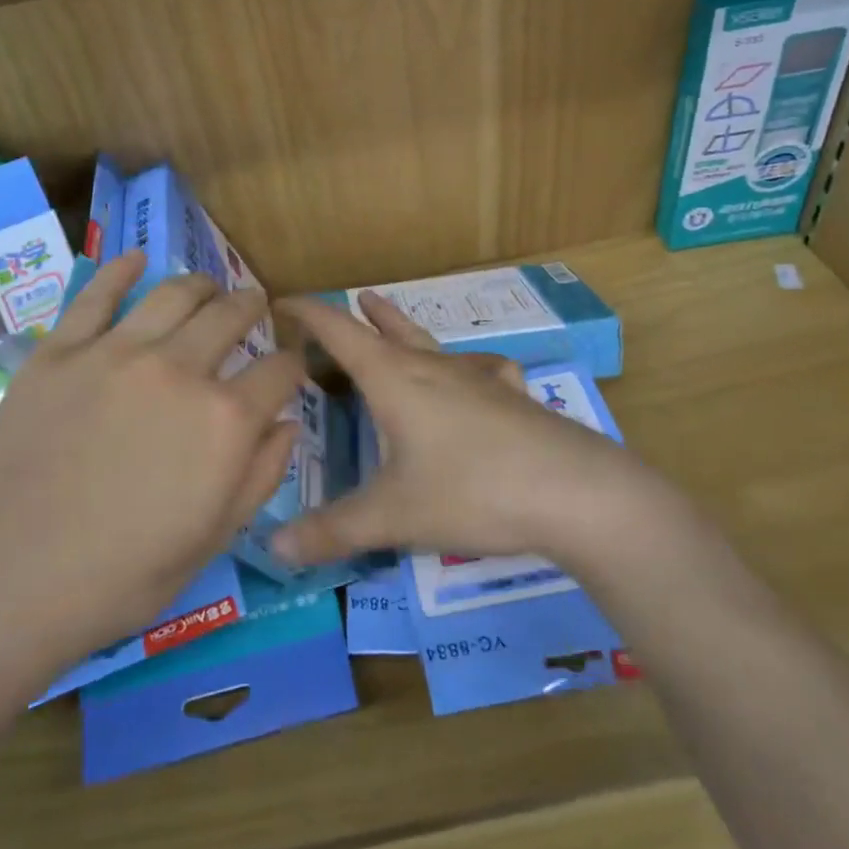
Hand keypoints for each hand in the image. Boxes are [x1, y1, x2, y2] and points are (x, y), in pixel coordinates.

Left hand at [0, 254, 302, 674]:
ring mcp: (115, 353)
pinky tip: (137, 260)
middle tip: (252, 308)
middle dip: (252, 307)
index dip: (292, 366)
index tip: (287, 368)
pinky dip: (122, 270)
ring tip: (207, 287)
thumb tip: (287, 423)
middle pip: (231, 315)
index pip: (280, 370)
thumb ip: (261, 474)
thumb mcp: (213, 537)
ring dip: (202, 284)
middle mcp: (178, 369)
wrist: (10, 582)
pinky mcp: (60, 351)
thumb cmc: (123, 576)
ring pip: (174, 293)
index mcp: (225, 419)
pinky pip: (97, 295)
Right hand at [272, 292, 629, 566]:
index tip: (283, 301)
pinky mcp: (512, 397)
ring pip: (432, 344)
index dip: (310, 314)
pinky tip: (477, 376)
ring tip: (394, 319)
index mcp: (395, 381)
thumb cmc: (472, 492)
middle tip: (350, 299)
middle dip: (362, 315)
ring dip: (406, 329)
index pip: (340, 333)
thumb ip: (333, 531)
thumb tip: (273, 548)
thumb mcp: (394, 516)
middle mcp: (433, 368)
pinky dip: (464, 367)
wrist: (575, 492)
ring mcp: (478, 379)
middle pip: (390, 329)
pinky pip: (479, 370)